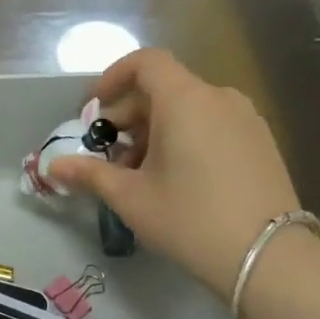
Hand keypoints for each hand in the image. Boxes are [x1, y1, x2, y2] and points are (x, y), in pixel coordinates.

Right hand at [51, 49, 303, 298]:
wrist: (265, 255)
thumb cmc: (188, 219)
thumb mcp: (131, 198)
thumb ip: (90, 175)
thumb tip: (53, 167)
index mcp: (184, 100)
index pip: (145, 62)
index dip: (113, 78)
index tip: (93, 110)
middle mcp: (218, 97)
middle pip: (164, 89)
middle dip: (128, 118)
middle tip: (107, 158)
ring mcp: (245, 118)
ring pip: (188, 110)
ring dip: (154, 132)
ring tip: (139, 176)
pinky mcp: (260, 141)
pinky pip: (212, 125)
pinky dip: (184, 139)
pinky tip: (175, 180)